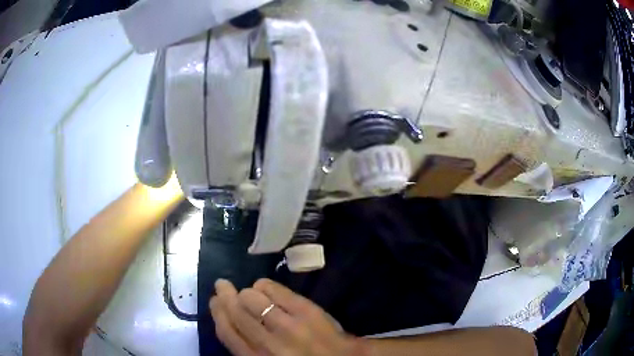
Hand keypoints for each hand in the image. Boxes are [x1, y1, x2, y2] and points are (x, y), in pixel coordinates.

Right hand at [210, 278, 366, 355]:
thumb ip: (249, 347)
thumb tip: (231, 321)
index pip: (227, 333)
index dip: (217, 313)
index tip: (214, 301)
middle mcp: (267, 344)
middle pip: (237, 312)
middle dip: (225, 296)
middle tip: (222, 285)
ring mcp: (287, 326)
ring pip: (252, 298)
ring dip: (246, 292)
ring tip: (248, 292)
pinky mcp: (305, 311)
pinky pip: (274, 290)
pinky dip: (265, 285)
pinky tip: (264, 287)